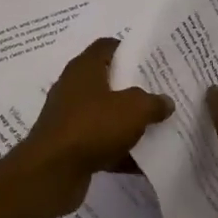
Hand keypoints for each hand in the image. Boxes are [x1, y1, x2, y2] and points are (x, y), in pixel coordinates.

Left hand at [8, 38, 173, 213]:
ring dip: (127, 122)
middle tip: (159, 94)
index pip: (107, 46)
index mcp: (84, 68)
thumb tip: (165, 101)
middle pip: (107, 80)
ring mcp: (69, 117)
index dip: (129, 49)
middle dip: (133, 88)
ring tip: (155, 127)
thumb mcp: (134, 109)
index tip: (152, 60)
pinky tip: (141, 162)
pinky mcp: (68, 145)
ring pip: (104, 114)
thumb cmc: (92, 126)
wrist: (52, 171)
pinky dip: (117, 150)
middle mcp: (73, 87)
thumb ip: (153, 102)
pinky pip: (99, 142)